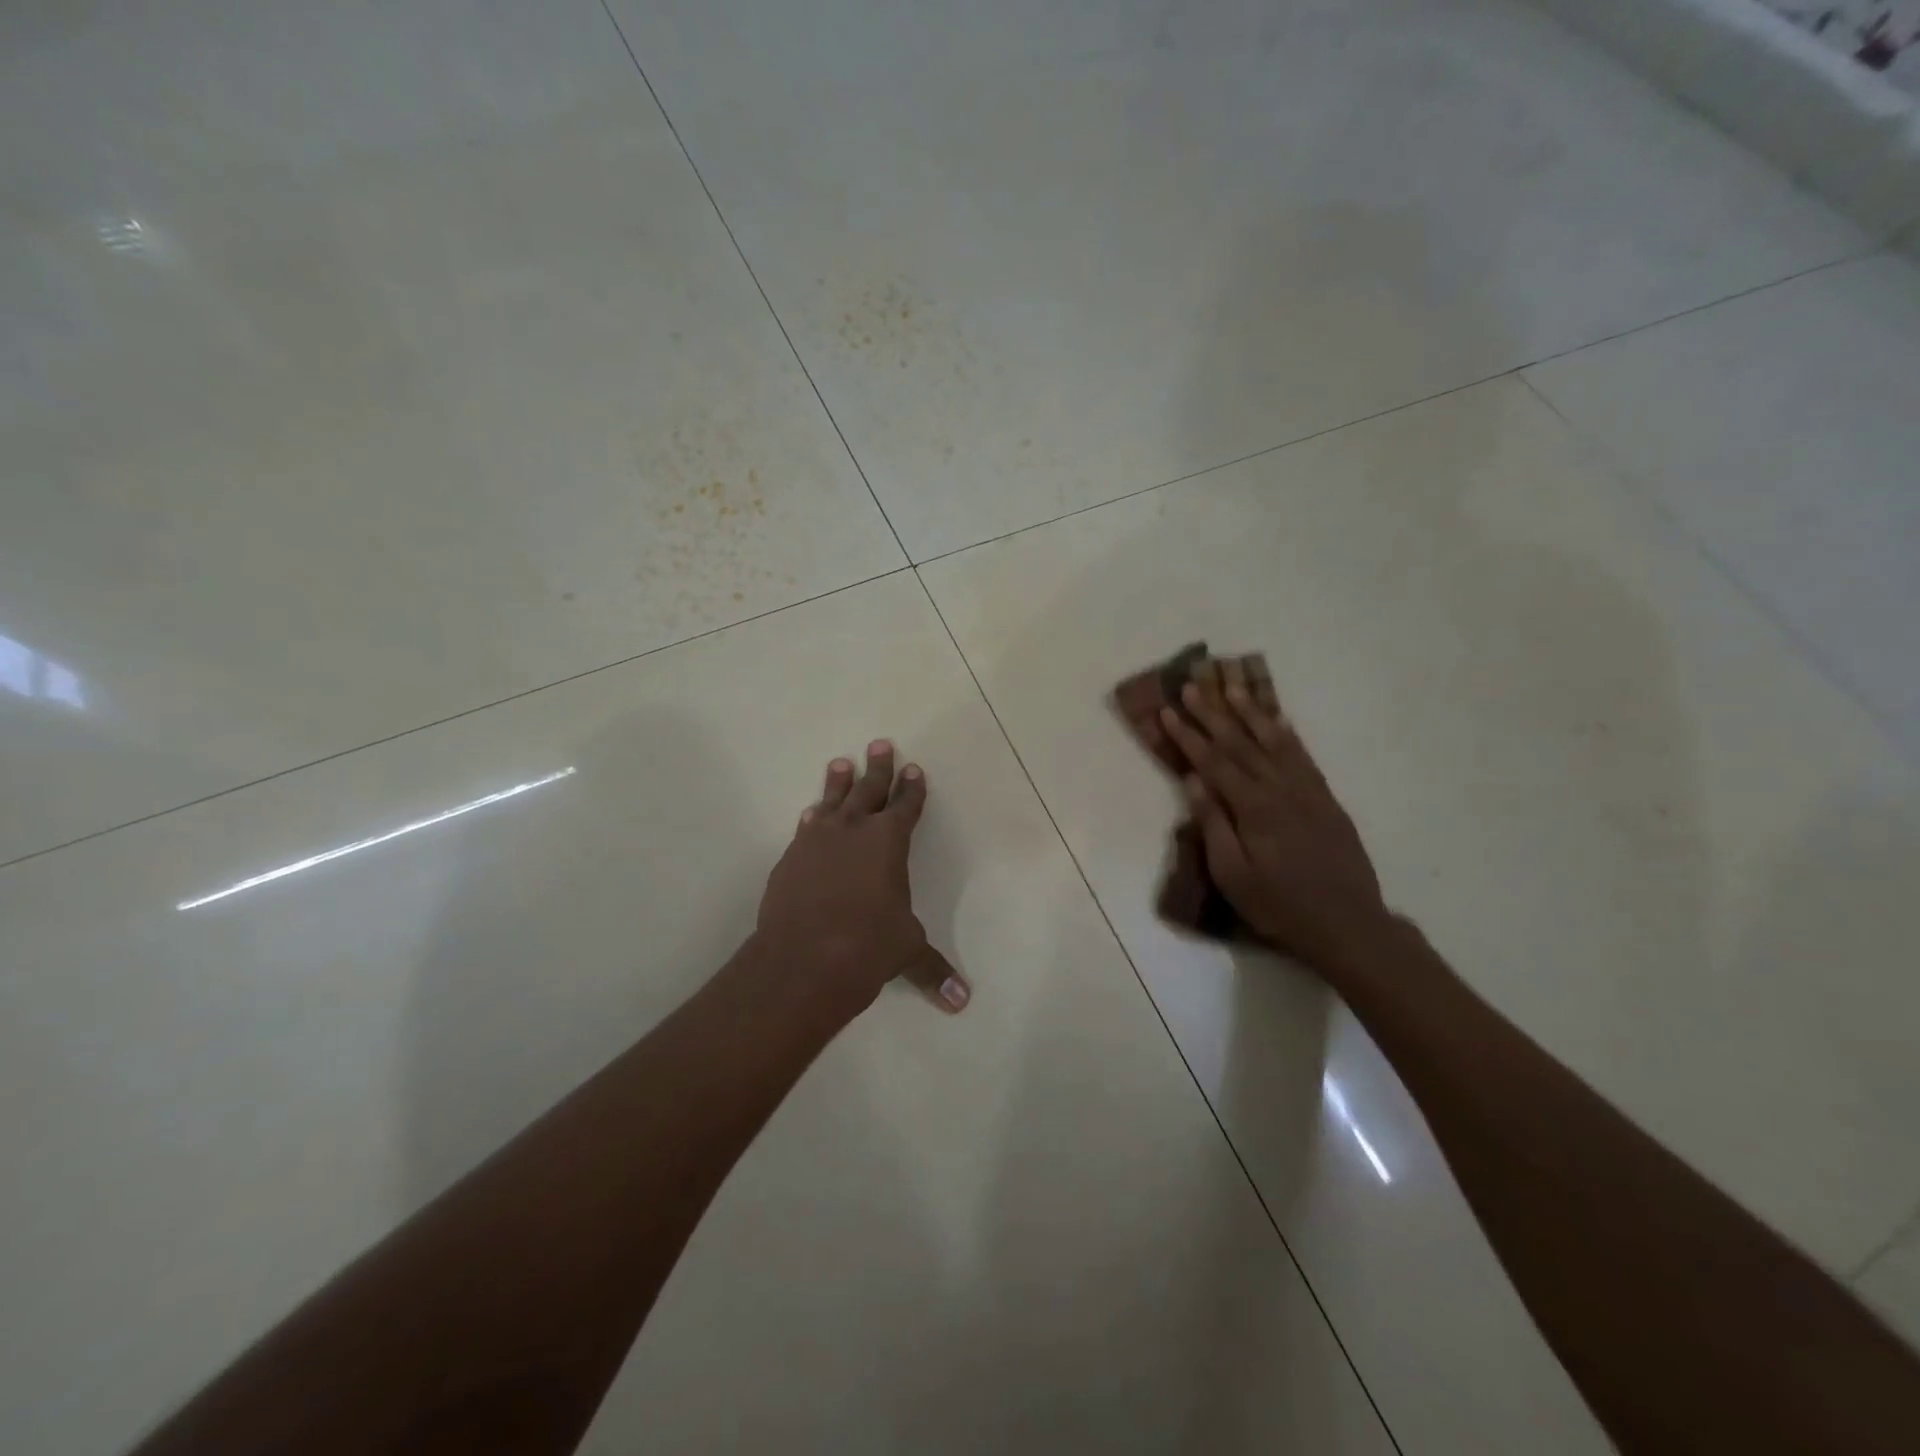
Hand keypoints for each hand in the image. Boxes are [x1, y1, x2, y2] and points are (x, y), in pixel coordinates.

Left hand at [754, 739, 970, 1021]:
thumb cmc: (867, 947)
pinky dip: (813, 818)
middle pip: (869, 790)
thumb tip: (962, 1002)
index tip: (915, 769)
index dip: (913, 788)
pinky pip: (806, 828)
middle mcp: (854, 831)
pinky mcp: (791, 858)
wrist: (802, 959)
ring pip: (832, 801)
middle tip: (880, 745)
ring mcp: (817, 841)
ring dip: (838, 782)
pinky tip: (811, 814)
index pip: (906, 807)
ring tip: (840, 763)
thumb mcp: (906, 952)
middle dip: (878, 768)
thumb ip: (933, 969)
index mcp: (889, 842)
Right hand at [1158, 681, 1390, 972]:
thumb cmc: (1278, 904)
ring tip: (1232, 686)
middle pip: (1240, 743)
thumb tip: (1194, 781)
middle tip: (1193, 686)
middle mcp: (1280, 788)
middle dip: (1213, 713)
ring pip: (1274, 741)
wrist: (1347, 923)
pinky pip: (1302, 755)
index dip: (1188, 735)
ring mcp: (1306, 790)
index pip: (1213, 762)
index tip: (1168, 711)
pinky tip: (1277, 720)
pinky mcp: (1325, 797)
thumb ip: (1213, 824)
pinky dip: (1286, 733)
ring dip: (1251, 712)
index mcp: (1253, 807)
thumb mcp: (1232, 874)